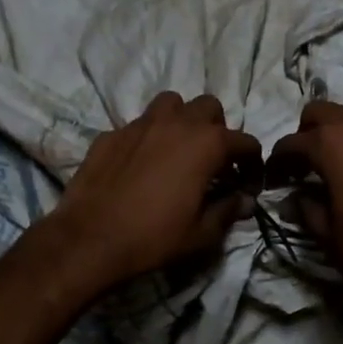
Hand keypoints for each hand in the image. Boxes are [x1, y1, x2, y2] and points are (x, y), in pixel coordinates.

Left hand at [41, 92, 260, 293]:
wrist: (90, 239)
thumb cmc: (154, 237)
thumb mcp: (201, 233)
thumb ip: (228, 211)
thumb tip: (246, 201)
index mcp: (206, 144)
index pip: (244, 141)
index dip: (252, 162)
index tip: (248, 182)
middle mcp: (176, 123)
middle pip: (208, 107)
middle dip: (217, 128)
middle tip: (212, 159)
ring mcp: (140, 124)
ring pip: (170, 104)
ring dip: (181, 120)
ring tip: (177, 148)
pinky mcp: (111, 134)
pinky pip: (137, 125)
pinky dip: (147, 138)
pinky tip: (140, 164)